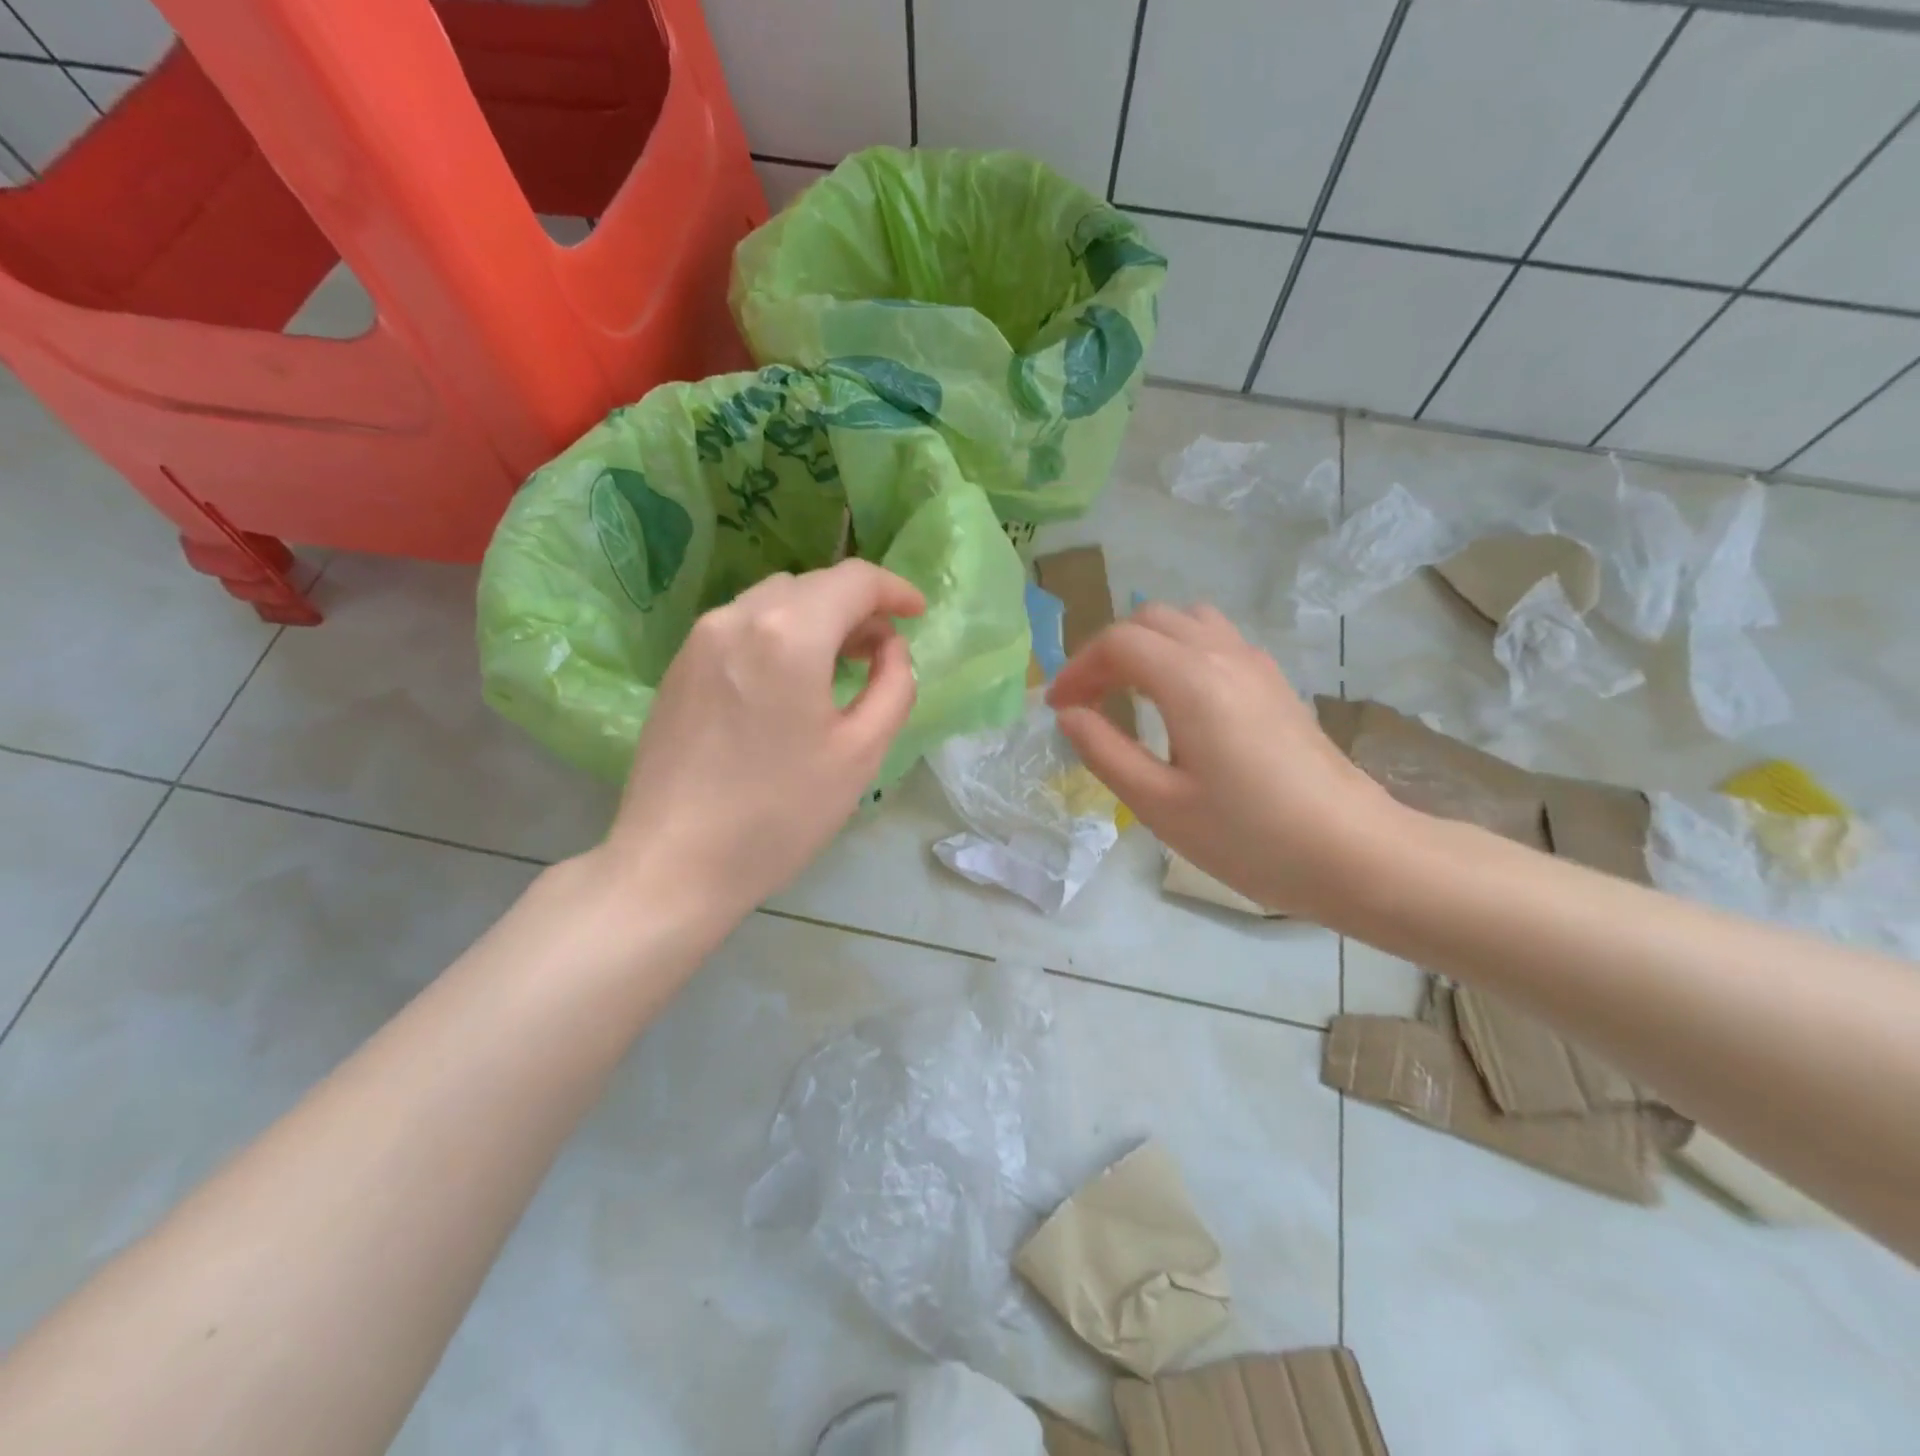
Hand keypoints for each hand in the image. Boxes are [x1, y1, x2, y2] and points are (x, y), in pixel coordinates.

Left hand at [597, 560, 924, 925]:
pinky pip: (742, 626)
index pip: (854, 580)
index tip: (919, 614)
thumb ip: (894, 686)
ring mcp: (700, 638)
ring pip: (774, 601)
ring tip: (840, 665)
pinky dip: (779, 634)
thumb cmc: (780, 814)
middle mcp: (739, 617)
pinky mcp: (679, 665)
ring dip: (817, 618)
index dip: (895, 590)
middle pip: (813, 585)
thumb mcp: (861, 753)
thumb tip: (890, 648)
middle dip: (857, 607)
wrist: (673, 864)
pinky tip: (789, 681)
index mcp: (789, 634)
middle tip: (883, 652)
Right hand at [1046, 603, 1397, 919]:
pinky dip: (1180, 651)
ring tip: (1127, 691)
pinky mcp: (1276, 682)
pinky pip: (1216, 639)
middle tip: (1086, 700)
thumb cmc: (1250, 837)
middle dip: (1107, 652)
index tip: (1058, 709)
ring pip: (1187, 621)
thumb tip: (1069, 715)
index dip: (1077, 670)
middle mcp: (1223, 654)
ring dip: (1146, 644)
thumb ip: (1104, 751)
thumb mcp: (1159, 804)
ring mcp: (1256, 663)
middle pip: (1150, 620)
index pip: (1118, 644)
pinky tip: (1178, 699)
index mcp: (1191, 681)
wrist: (1355, 853)